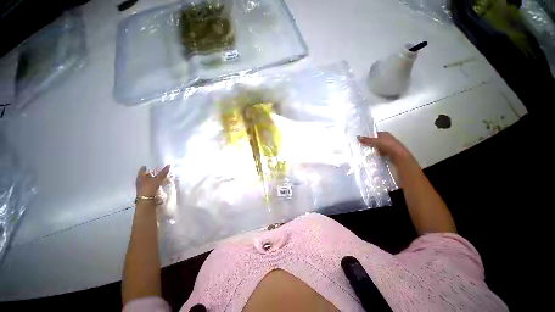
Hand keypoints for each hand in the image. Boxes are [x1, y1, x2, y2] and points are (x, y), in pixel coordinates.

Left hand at [136, 165, 169, 197]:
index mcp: (140, 177)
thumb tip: (168, 165)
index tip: (146, 166)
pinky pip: (149, 185)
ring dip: (151, 179)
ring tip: (156, 177)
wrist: (146, 201)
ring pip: (147, 181)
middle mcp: (140, 181)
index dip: (144, 168)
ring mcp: (142, 187)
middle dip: (148, 173)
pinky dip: (152, 184)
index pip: (142, 170)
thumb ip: (163, 173)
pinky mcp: (145, 191)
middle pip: (144, 176)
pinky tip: (156, 184)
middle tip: (154, 171)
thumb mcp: (157, 179)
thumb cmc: (149, 188)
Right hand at [358, 132, 413, 162]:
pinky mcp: (389, 154)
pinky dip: (376, 154)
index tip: (361, 140)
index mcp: (385, 134)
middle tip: (362, 146)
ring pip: (377, 147)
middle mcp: (387, 139)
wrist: (399, 157)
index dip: (368, 136)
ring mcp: (388, 147)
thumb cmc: (388, 146)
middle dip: (370, 143)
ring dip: (373, 150)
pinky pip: (380, 153)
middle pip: (376, 141)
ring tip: (365, 152)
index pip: (374, 134)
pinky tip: (372, 156)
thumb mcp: (376, 141)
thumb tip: (358, 137)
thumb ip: (367, 140)